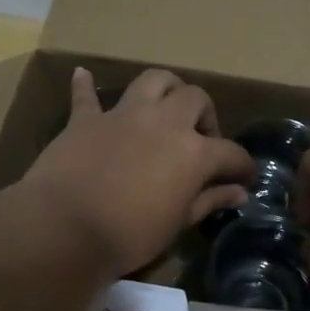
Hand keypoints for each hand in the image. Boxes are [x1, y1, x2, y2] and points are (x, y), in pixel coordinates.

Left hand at [15, 68, 253, 279]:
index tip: (243, 178)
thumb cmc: (130, 235)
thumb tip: (239, 192)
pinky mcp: (86, 120)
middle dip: (205, 116)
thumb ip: (209, 201)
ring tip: (166, 107)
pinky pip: (86, 95)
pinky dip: (86, 86)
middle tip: (201, 140)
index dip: (242, 166)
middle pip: (196, 99)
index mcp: (194, 152)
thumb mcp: (178, 223)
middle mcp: (165, 122)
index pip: (231, 152)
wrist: (66, 228)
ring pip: (154, 81)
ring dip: (166, 88)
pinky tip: (83, 75)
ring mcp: (124, 115)